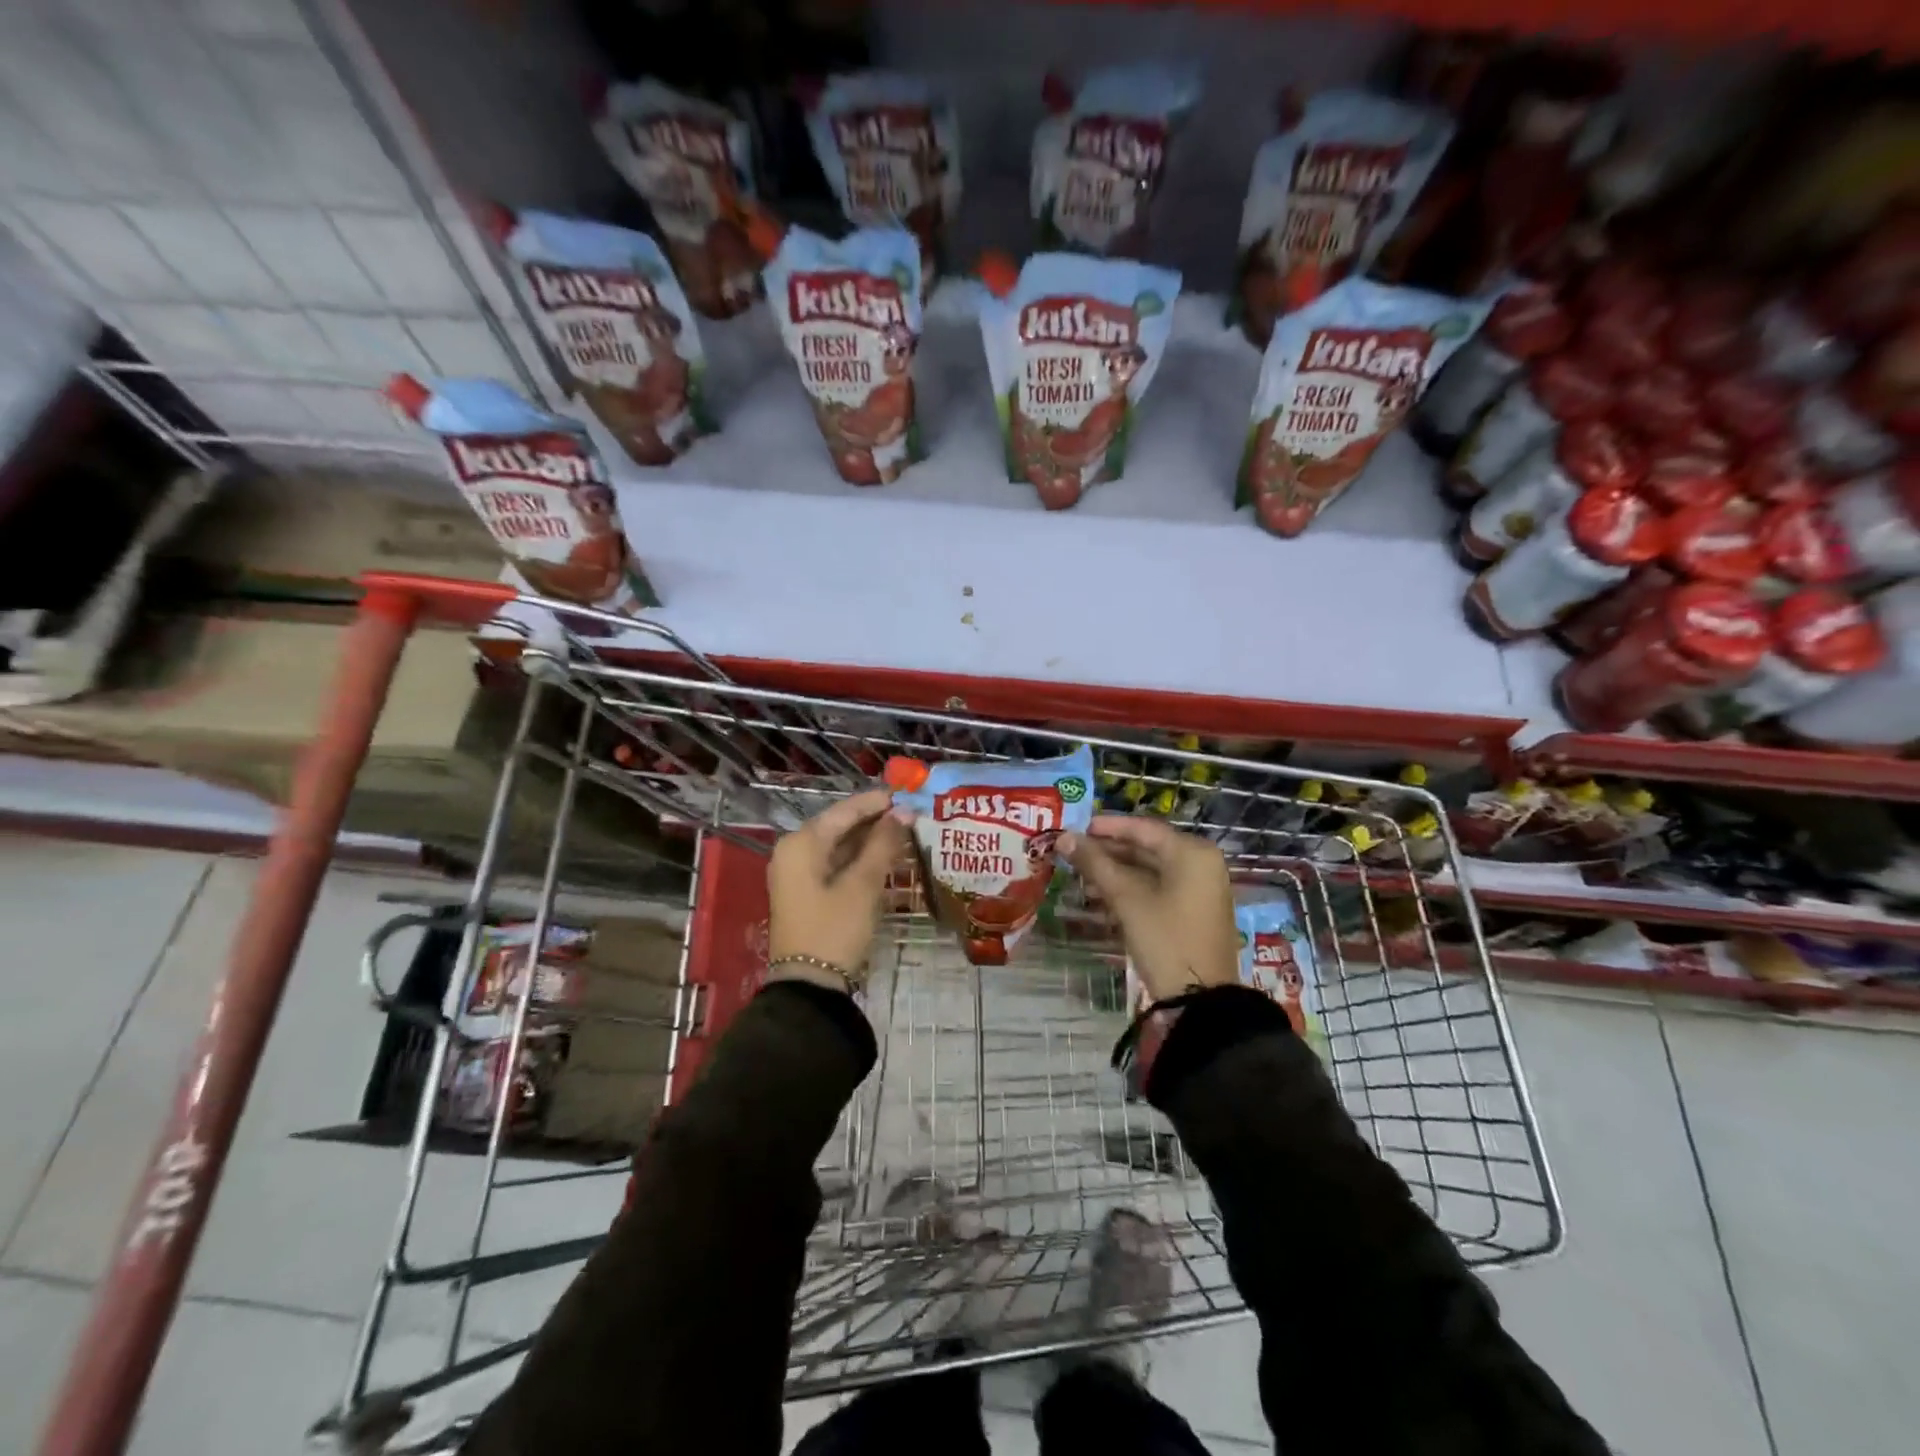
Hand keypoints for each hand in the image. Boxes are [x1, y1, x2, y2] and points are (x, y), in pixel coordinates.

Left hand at [767, 788, 910, 990]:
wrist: (808, 987)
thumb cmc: (835, 929)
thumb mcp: (863, 884)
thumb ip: (884, 843)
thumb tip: (904, 812)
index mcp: (802, 843)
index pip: (844, 810)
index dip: (877, 802)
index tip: (909, 795)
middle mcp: (794, 851)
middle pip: (840, 826)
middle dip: (876, 822)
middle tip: (913, 817)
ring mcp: (798, 873)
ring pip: (839, 846)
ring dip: (870, 841)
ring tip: (906, 835)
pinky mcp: (806, 893)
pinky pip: (835, 865)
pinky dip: (859, 861)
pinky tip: (887, 860)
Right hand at [1062, 815, 1239, 1004]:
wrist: (1201, 1000)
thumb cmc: (1165, 939)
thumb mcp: (1127, 899)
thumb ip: (1095, 864)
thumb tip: (1064, 837)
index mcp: (1192, 853)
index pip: (1143, 828)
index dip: (1107, 827)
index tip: (1075, 828)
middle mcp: (1201, 864)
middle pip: (1147, 848)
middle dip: (1109, 852)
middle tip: (1073, 854)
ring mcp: (1200, 890)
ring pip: (1151, 871)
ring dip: (1116, 872)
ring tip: (1081, 877)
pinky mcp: (1194, 913)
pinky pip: (1159, 889)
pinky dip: (1132, 890)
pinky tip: (1102, 897)